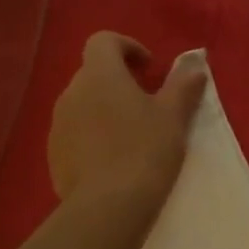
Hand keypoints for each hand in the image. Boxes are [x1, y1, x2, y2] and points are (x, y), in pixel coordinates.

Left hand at [47, 33, 205, 210]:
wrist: (107, 207)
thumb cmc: (145, 151)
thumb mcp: (173, 117)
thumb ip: (182, 86)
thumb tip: (194, 63)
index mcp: (99, 74)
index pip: (103, 41)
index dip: (127, 47)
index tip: (149, 68)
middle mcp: (71, 92)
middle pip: (93, 74)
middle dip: (117, 82)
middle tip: (146, 105)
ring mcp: (58, 125)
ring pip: (82, 106)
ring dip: (104, 111)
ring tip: (130, 136)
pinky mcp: (53, 155)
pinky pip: (74, 135)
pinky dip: (92, 138)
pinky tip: (112, 162)